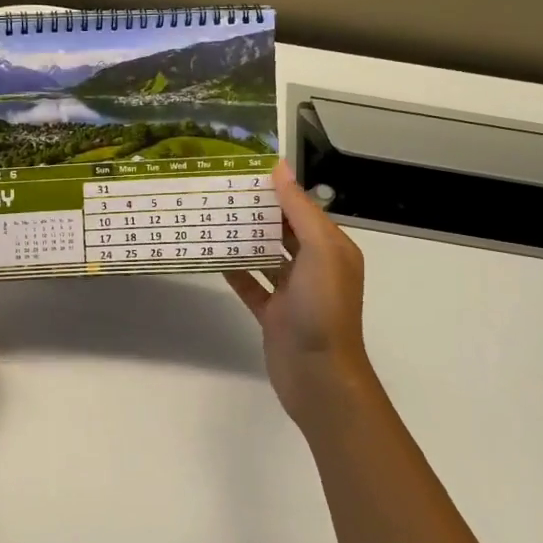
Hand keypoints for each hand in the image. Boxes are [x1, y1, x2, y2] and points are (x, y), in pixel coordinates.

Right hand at [225, 161, 382, 429]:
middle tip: (219, 192)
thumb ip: (299, 210)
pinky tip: (211, 255)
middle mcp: (314, 267)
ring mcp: (292, 292)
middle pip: (282, 231)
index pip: (302, 209)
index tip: (243, 172)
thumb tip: (279, 168)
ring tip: (210, 218)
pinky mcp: (272, 313)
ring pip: (265, 257)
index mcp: (332, 248)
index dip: (277, 190)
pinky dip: (234, 271)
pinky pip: (250, 285)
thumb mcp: (320, 250)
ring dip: (243, 240)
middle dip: (257, 213)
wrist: (318, 374)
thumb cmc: (323, 307)